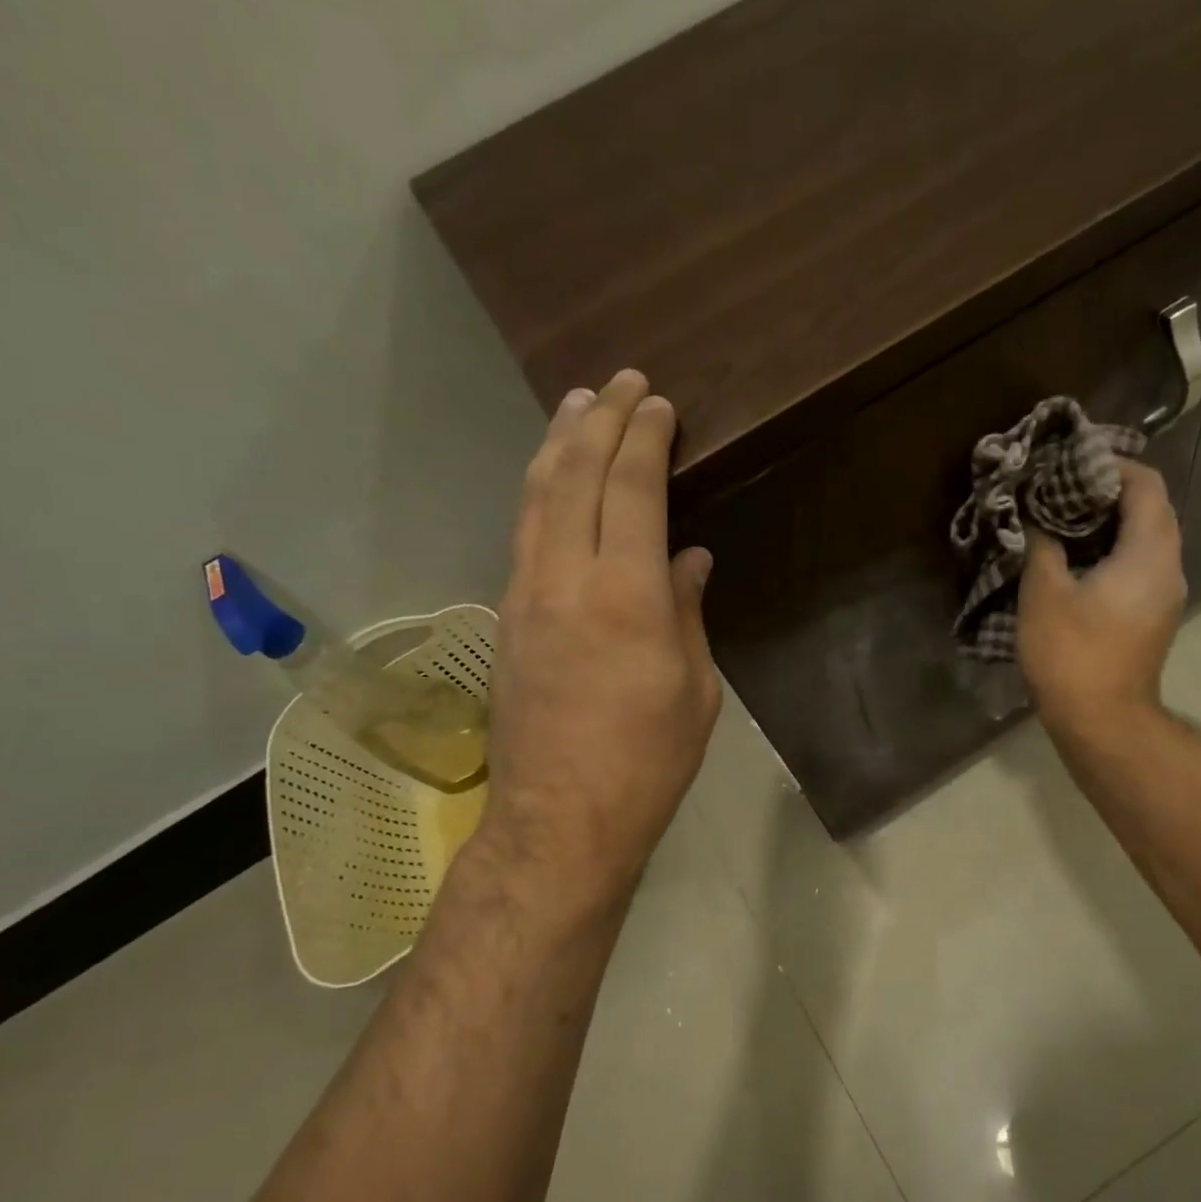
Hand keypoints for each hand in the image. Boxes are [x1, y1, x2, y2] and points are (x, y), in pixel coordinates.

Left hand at [475, 370, 721, 892]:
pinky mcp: (507, 619)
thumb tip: (687, 562)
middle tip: (618, 381)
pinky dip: (542, 492)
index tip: (658, 403)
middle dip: (598, 420)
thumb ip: (686, 613)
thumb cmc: (648, 761)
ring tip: (575, 406)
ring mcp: (525, 596)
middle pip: (573, 475)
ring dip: (557, 445)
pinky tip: (553, 482)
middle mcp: (565, 579)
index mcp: (624, 596)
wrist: (562, 820)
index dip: (644, 439)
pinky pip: (524, 534)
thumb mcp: (693, 689)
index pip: (630, 490)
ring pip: (535, 498)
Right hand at [1017, 458, 1186, 736]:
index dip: (1113, 466)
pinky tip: (1076, 560)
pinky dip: (1113, 551)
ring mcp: (1165, 595)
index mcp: (1149, 553)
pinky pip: (1140, 566)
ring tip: (1064, 520)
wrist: (1102, 721)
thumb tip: (1038, 520)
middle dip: (1110, 493)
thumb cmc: (1072, 653)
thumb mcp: (1044, 593)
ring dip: (1111, 524)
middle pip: (1151, 510)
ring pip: (1146, 540)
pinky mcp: (1153, 617)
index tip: (1074, 463)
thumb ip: (1043, 545)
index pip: (1146, 486)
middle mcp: (1169, 568)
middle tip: (1063, 489)